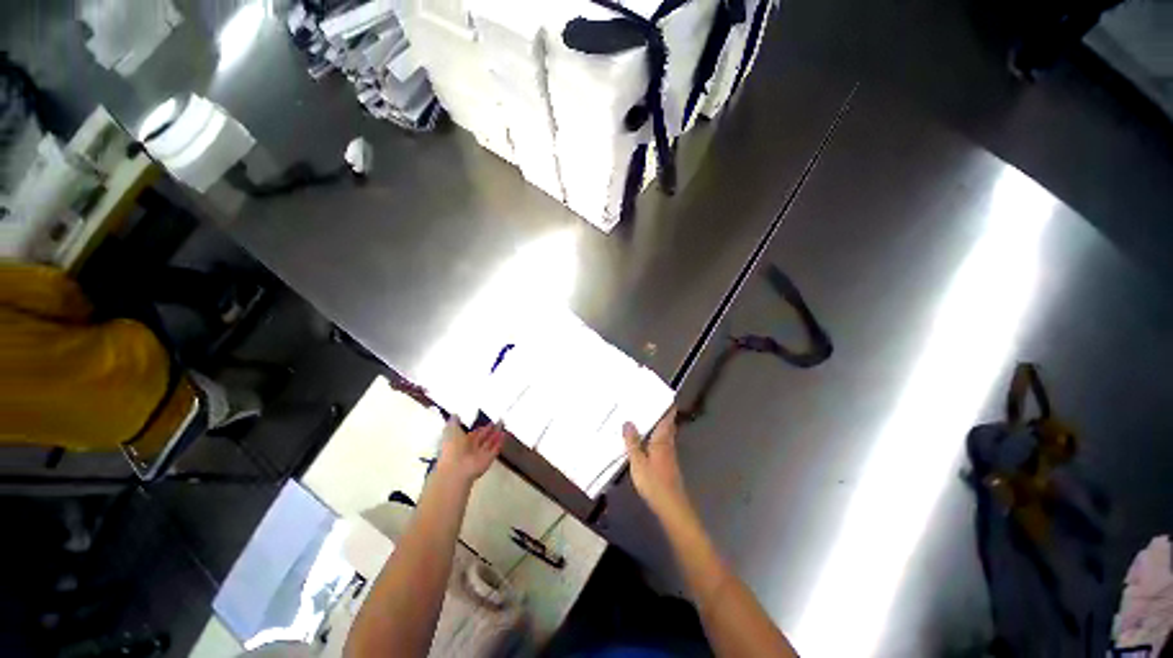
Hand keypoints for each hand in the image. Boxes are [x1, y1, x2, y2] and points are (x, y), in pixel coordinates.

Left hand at [436, 417, 504, 485]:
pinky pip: (495, 449)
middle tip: (499, 421)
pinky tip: (504, 434)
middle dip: (490, 430)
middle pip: (483, 438)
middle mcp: (471, 449)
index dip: (480, 429)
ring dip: (496, 434)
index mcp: (461, 443)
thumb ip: (454, 422)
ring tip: (503, 425)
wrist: (457, 468)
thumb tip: (455, 414)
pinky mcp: (488, 459)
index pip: (473, 435)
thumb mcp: (450, 430)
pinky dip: (500, 442)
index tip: (487, 422)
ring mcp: (480, 454)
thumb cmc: (452, 448)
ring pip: (490, 443)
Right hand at [623, 407, 689, 518]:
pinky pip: (660, 443)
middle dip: (660, 413)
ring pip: (664, 433)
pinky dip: (654, 436)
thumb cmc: (654, 482)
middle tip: (647, 402)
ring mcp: (669, 454)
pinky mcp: (666, 463)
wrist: (671, 506)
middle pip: (667, 424)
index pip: (668, 417)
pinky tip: (644, 439)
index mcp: (662, 439)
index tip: (663, 394)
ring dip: (656, 424)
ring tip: (643, 417)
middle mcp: (668, 443)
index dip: (667, 405)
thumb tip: (628, 421)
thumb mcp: (638, 462)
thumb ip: (632, 442)